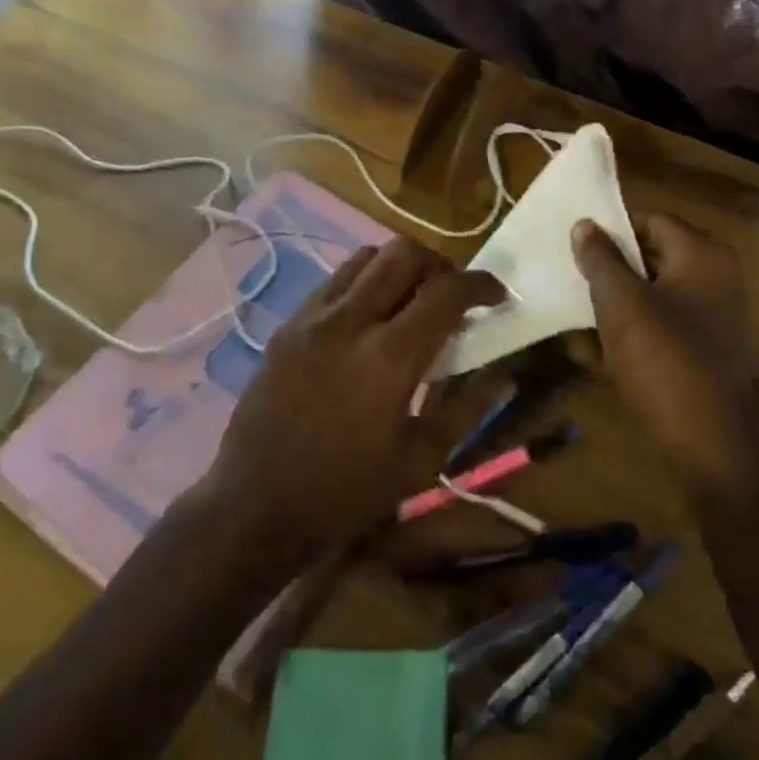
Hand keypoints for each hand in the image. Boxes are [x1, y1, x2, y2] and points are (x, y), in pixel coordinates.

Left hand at [200, 237, 502, 561]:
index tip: (497, 297)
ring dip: (400, 267)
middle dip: (441, 264)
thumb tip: (504, 375)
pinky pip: (336, 279)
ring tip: (411, 299)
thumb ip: (466, 409)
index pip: (447, 291)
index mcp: (390, 356)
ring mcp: (314, 316)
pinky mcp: (289, 322)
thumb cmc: (345, 493)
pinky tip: (369, 316)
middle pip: (406, 253)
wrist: (254, 506)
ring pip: (368, 256)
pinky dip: (365, 280)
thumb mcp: (419, 461)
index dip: (481, 285)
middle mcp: (352, 319)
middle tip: (453, 294)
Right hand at [572, 213, 758, 490]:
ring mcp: (713, 316)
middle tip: (570, 274)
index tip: (574, 244)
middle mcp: (715, 277)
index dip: (611, 229)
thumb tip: (585, 224)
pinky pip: (662, 325)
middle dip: (610, 266)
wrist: (709, 445)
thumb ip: (601, 258)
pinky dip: (632, 329)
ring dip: (617, 300)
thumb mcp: (621, 303)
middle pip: (653, 256)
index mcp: (702, 254)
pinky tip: (594, 347)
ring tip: (575, 308)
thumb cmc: (663, 360)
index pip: (650, 220)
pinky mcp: (704, 350)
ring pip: (653, 292)